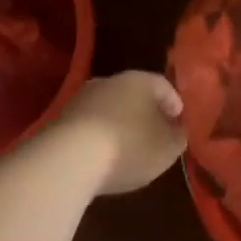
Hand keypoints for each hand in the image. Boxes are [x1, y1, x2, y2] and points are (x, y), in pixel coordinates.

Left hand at [56, 71, 186, 195]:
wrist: (68, 159)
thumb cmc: (129, 147)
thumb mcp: (168, 148)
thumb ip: (178, 137)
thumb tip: (177, 130)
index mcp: (140, 81)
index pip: (163, 85)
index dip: (174, 103)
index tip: (179, 121)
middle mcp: (110, 81)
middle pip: (134, 94)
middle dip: (145, 112)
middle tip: (154, 133)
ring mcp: (81, 98)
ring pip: (109, 108)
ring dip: (119, 123)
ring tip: (127, 148)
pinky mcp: (61, 119)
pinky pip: (89, 124)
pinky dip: (99, 136)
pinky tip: (102, 156)